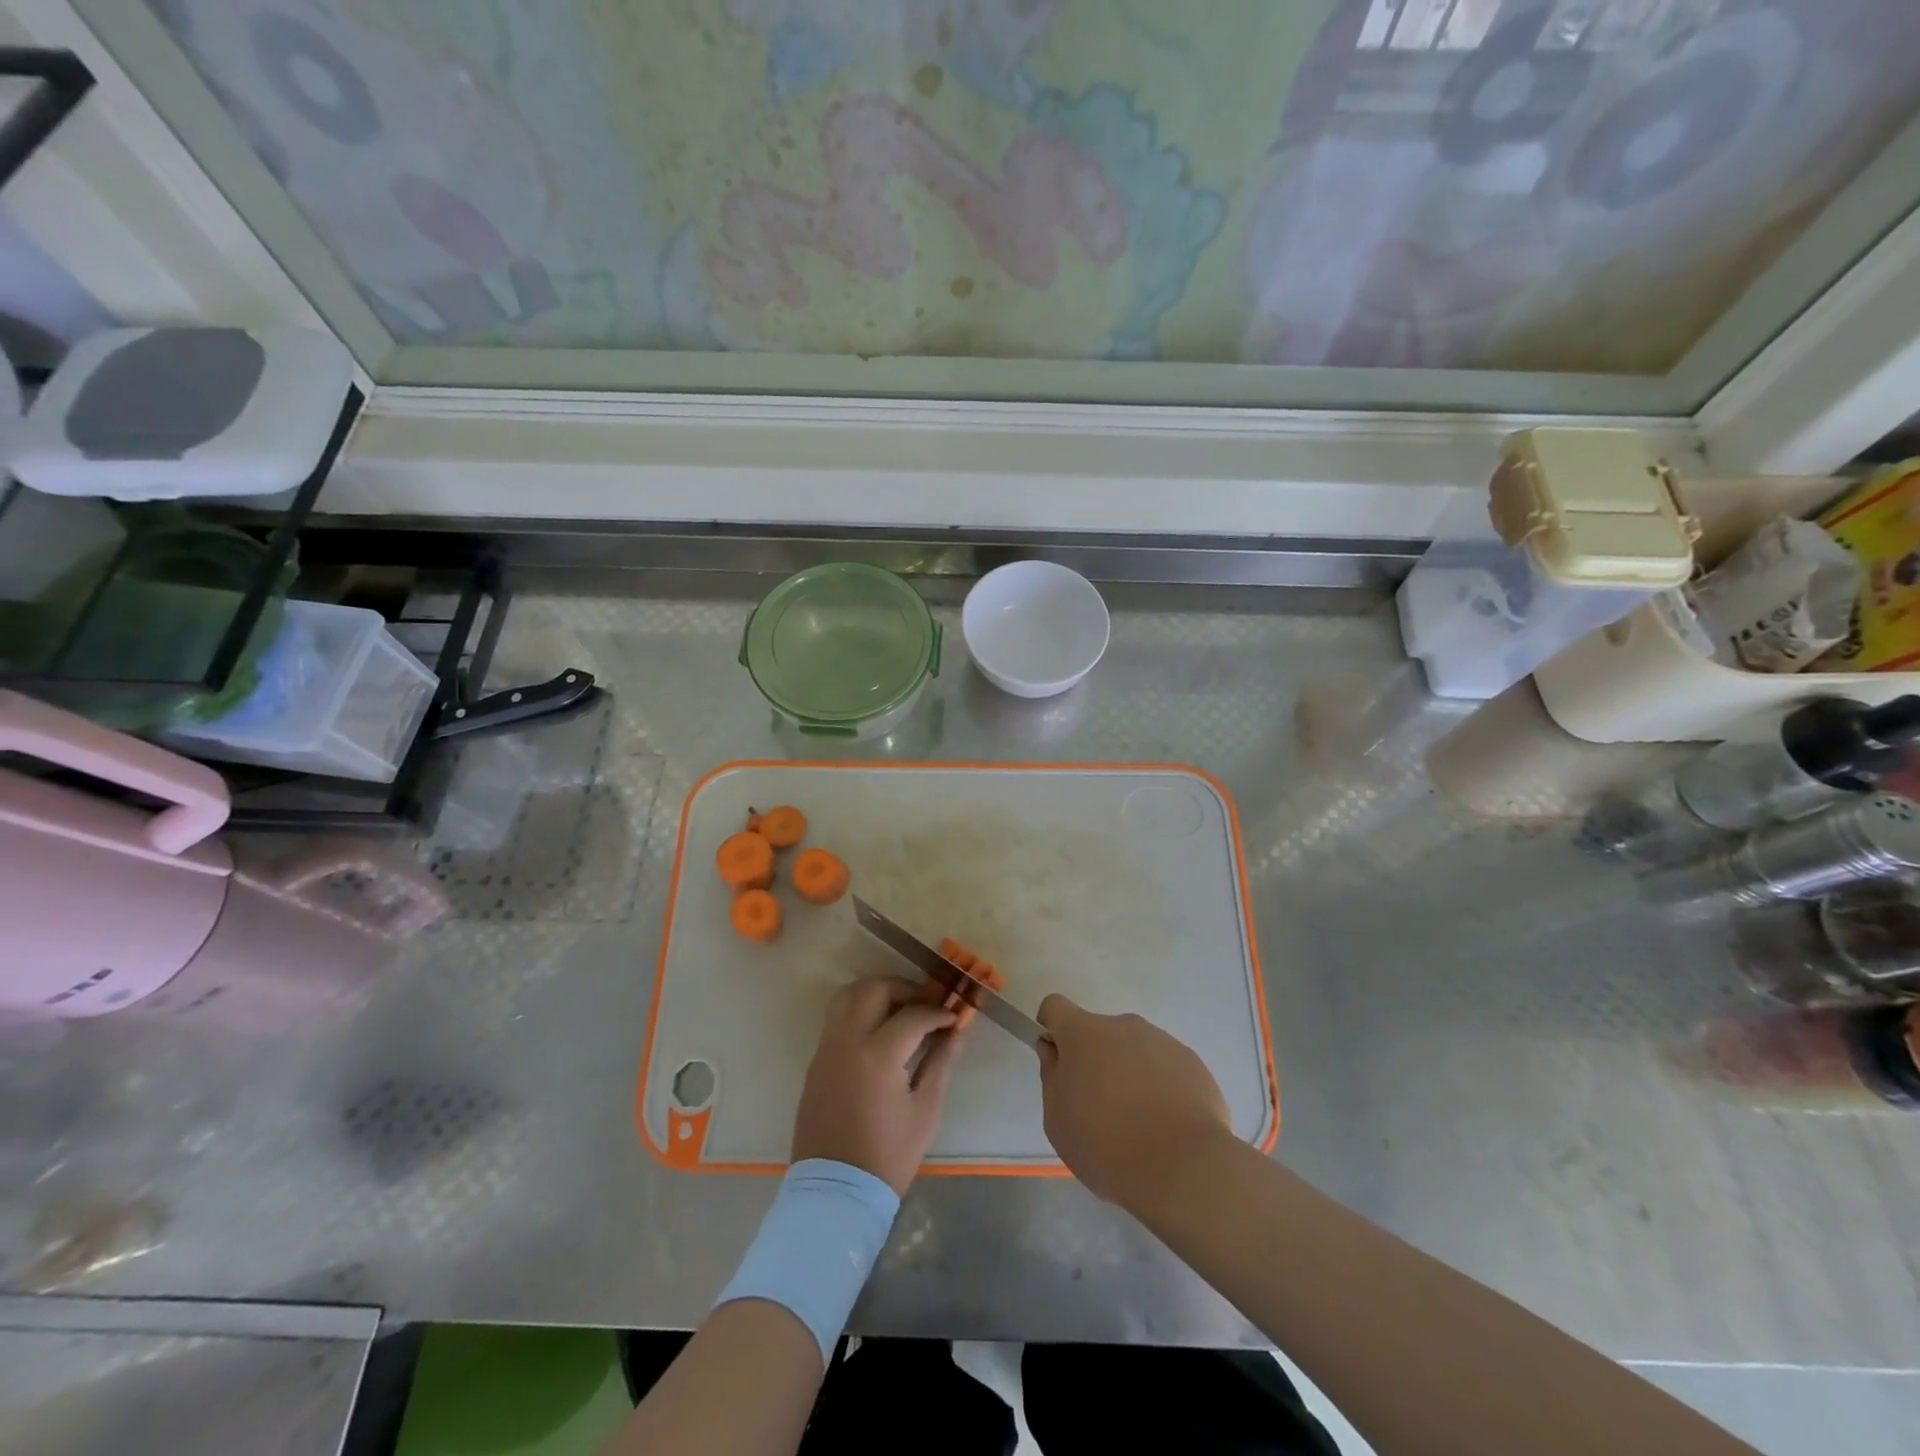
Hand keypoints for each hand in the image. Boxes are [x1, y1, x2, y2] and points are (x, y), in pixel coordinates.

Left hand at [791, 977, 960, 1195]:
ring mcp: (826, 1049)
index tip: (953, 1018)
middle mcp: (847, 1041)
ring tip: (901, 1009)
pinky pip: (837, 1018)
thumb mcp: (924, 1111)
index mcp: (877, 1055)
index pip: (913, 1015)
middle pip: (874, 989)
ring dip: (877, 992)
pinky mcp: (816, 1061)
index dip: (937, 1012)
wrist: (835, 1191)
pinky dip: (859, 1010)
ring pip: (848, 995)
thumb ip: (940, 1063)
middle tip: (926, 1003)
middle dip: (905, 988)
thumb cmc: (887, 1156)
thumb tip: (956, 1033)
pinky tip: (879, 1030)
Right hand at [1037, 995, 1232, 1210]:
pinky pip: (1165, 1067)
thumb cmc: (1107, 1145)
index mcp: (1084, 1033)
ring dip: (1129, 1073)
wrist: (1184, 1169)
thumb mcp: (1057, 1120)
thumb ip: (1052, 1076)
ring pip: (1133, 1050)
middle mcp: (1123, 1025)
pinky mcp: (1191, 1062)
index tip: (1059, 1061)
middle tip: (1100, 1108)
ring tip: (1139, 1123)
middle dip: (1095, 1060)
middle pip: (1098, 1033)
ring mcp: (1161, 1041)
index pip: (1056, 1007)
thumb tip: (1057, 1053)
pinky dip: (1160, 1087)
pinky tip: (1166, 1125)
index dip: (1052, 1029)